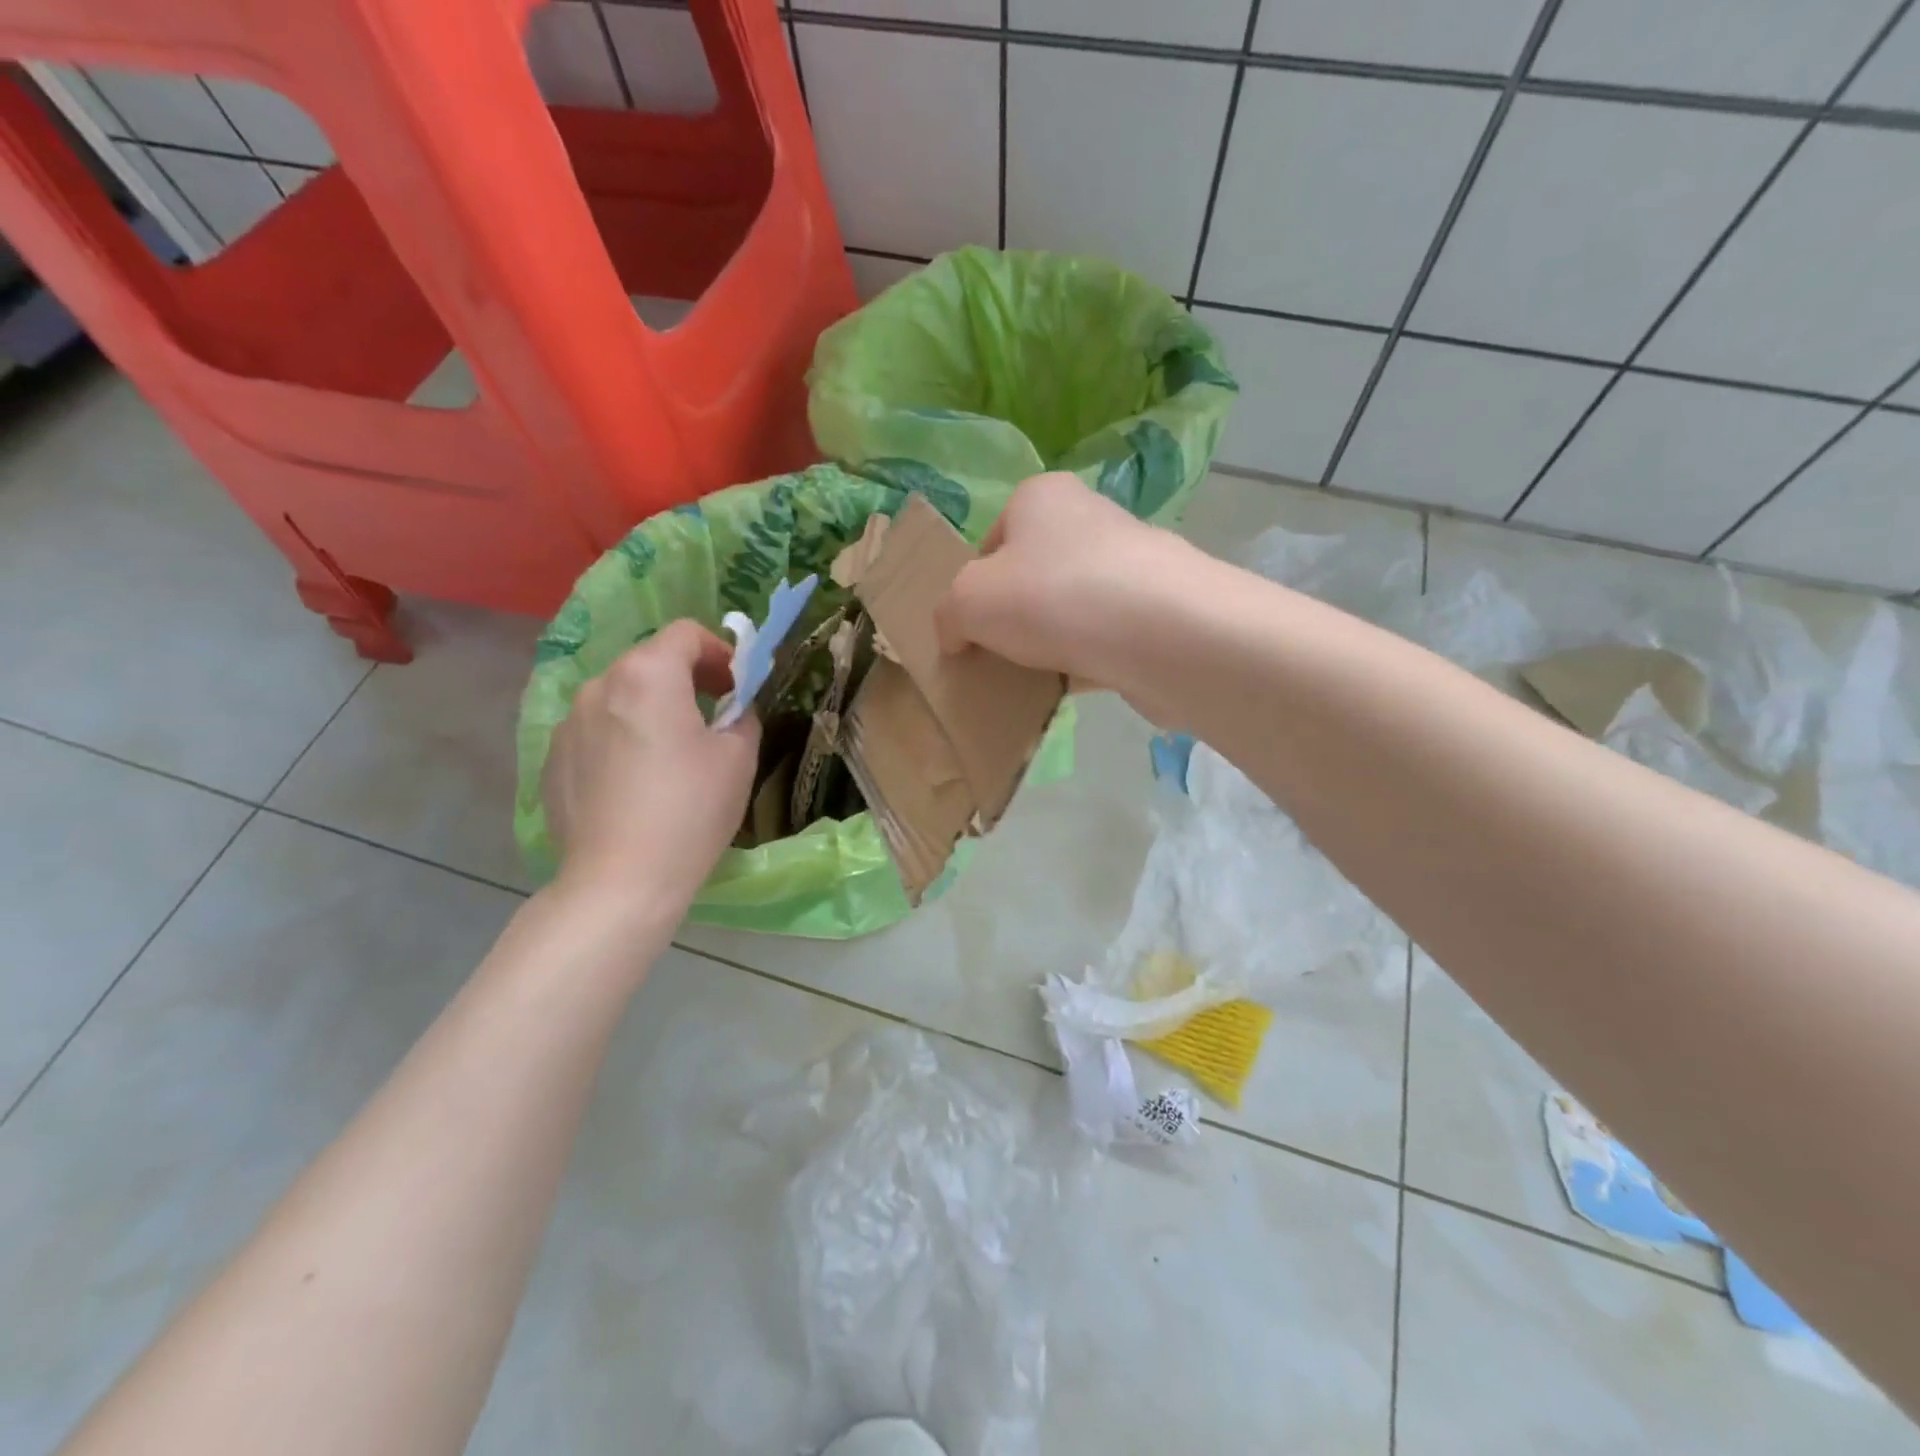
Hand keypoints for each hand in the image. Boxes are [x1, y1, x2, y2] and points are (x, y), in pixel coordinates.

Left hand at [542, 620, 759, 911]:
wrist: (620, 881)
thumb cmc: (690, 811)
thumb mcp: (738, 758)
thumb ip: (741, 717)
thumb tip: (732, 710)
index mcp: (648, 675)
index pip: (685, 633)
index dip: (719, 651)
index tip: (737, 685)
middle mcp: (599, 686)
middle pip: (649, 662)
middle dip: (686, 679)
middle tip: (712, 715)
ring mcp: (568, 724)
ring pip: (619, 698)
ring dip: (650, 709)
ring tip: (671, 753)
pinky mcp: (552, 760)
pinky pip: (595, 732)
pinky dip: (621, 739)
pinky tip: (636, 782)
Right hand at [935, 471, 1195, 692]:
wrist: (1163, 634)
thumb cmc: (1052, 597)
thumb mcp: (968, 602)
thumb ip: (947, 615)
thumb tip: (956, 637)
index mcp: (1041, 497)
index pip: (991, 540)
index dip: (973, 587)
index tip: (971, 628)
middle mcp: (1089, 518)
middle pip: (1031, 574)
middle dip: (1012, 617)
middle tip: (998, 655)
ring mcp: (1129, 564)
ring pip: (1068, 607)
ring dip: (1048, 642)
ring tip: (1033, 677)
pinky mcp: (1155, 609)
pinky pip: (1102, 636)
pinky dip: (1084, 660)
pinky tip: (1072, 686)